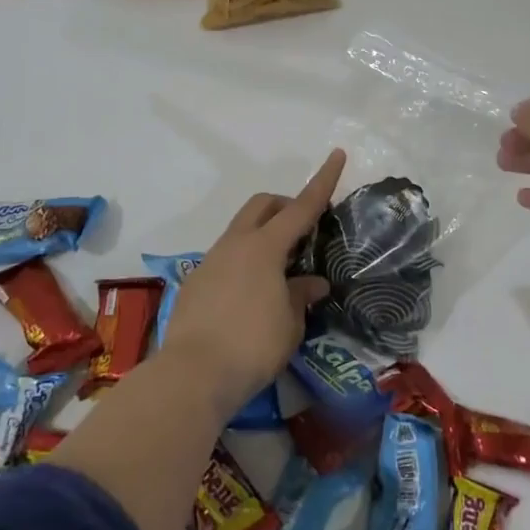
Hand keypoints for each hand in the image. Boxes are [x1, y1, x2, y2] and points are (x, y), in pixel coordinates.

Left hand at [160, 148, 345, 415]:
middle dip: (285, 205)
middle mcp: (235, 244)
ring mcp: (211, 261)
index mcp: (264, 247)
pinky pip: (226, 257)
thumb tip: (312, 283)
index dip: (323, 181)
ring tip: (281, 270)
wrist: (192, 375)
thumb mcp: (290, 324)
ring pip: (241, 230)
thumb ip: (302, 295)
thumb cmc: (252, 346)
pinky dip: (245, 261)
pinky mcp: (196, 282)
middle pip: (262, 205)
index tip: (337, 154)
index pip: (302, 206)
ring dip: (263, 235)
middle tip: (304, 229)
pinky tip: (252, 294)